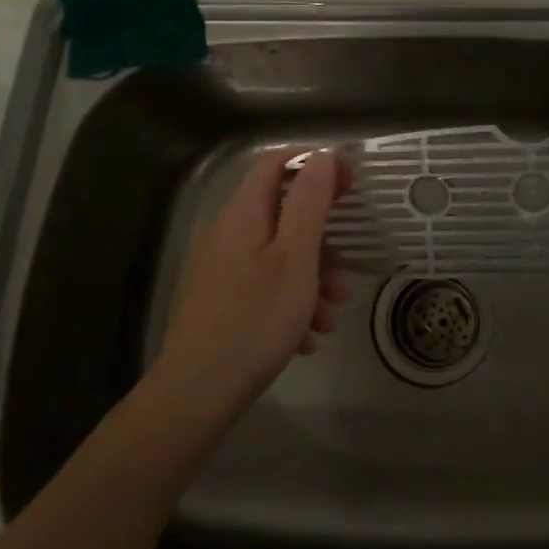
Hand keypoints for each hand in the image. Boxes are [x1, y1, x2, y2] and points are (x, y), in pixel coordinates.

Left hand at [153, 150, 347, 416]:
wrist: (198, 392)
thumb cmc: (256, 318)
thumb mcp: (296, 257)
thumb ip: (309, 201)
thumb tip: (320, 157)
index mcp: (243, 213)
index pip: (277, 163)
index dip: (316, 164)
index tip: (350, 185)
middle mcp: (227, 232)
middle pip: (282, 213)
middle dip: (321, 238)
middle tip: (346, 268)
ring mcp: (220, 267)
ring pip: (278, 254)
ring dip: (312, 277)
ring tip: (331, 315)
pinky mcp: (220, 298)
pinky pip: (264, 284)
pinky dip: (291, 300)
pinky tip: (306, 336)